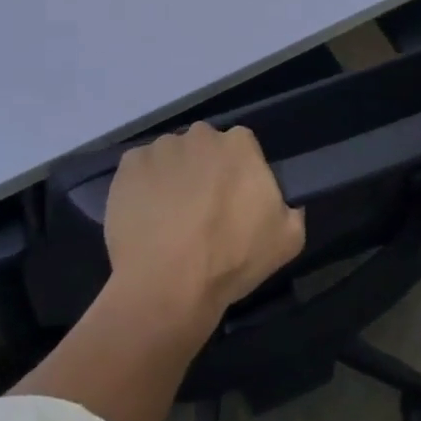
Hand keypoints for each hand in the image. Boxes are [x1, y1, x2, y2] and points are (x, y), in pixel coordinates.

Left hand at [104, 123, 305, 326]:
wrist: (168, 285)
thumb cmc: (231, 260)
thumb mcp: (287, 240)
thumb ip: (291, 210)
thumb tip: (285, 203)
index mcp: (239, 144)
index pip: (242, 148)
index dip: (237, 175)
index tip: (233, 203)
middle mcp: (200, 135)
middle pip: (204, 147)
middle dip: (203, 171)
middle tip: (201, 212)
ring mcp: (161, 147)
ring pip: (171, 157)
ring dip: (172, 178)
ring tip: (169, 220)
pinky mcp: (129, 165)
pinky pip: (139, 170)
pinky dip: (142, 187)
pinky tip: (145, 219)